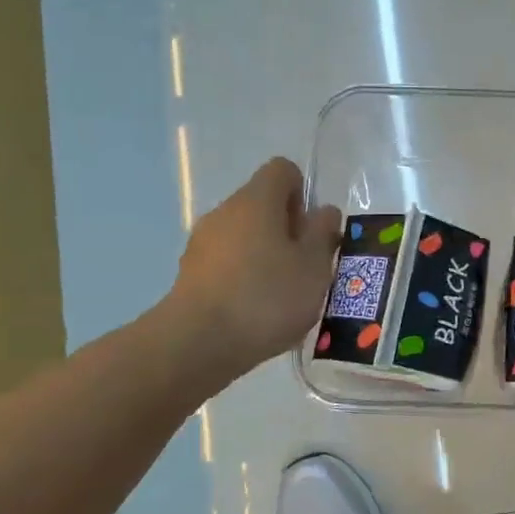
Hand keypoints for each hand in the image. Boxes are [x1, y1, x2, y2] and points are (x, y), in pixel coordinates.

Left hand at [167, 157, 340, 380]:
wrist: (199, 343)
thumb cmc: (267, 297)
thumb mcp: (314, 267)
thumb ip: (323, 233)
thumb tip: (323, 211)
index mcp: (257, 199)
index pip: (283, 170)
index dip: (303, 193)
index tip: (312, 230)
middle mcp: (225, 211)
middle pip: (262, 204)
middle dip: (287, 229)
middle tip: (306, 267)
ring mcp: (202, 242)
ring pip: (244, 236)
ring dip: (266, 255)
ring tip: (283, 295)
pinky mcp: (191, 274)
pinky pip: (227, 263)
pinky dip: (244, 277)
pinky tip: (256, 311)